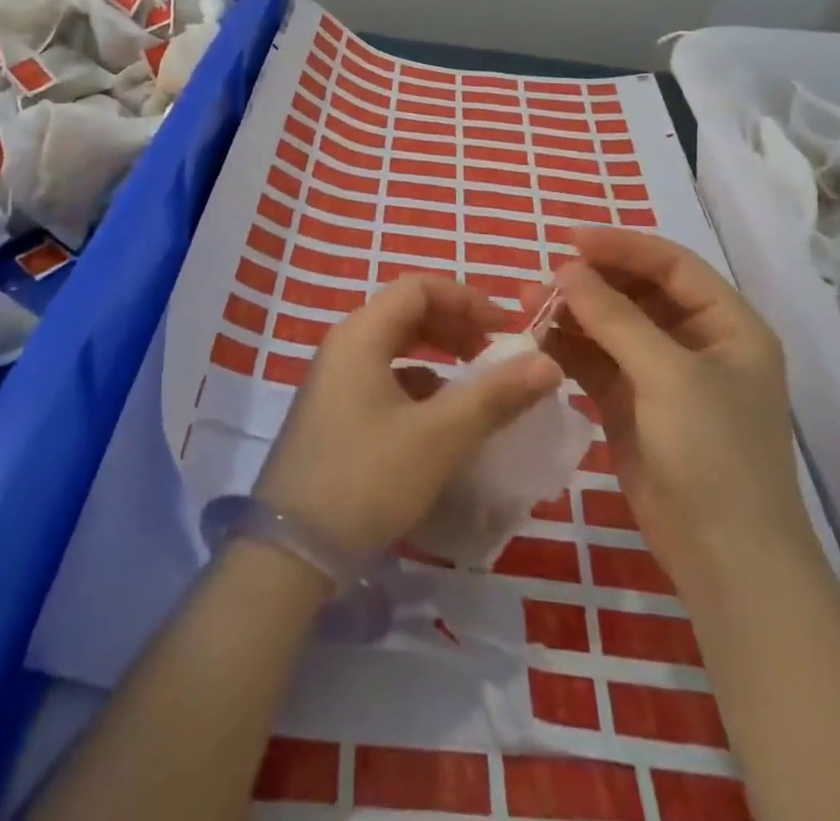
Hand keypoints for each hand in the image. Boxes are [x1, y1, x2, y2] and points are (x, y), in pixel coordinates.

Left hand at [253, 274, 562, 563]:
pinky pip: (383, 379)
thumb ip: (495, 396)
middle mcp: (343, 346)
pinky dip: (418, 385)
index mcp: (361, 335)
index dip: (466, 299)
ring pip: (394, 348)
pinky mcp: (333, 413)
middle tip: (494, 354)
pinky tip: (440, 419)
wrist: (292, 551)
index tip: (505, 329)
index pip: (418, 288)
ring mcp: (334, 380)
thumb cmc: (368, 478)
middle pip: (406, 313)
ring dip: (438, 356)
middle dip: (455, 326)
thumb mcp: (440, 437)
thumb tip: (547, 362)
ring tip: (475, 384)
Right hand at [549, 227, 811, 580]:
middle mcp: (696, 342)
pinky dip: (568, 348)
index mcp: (728, 325)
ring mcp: (662, 375)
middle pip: (637, 292)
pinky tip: (536, 340)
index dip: (622, 246)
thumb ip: (615, 318)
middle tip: (541, 281)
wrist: (724, 559)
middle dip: (590, 283)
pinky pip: (596, 361)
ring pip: (610, 326)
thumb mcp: (668, 376)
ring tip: (525, 306)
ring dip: (572, 314)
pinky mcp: (632, 404)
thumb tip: (568, 271)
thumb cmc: (714, 454)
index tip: (570, 240)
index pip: (671, 265)